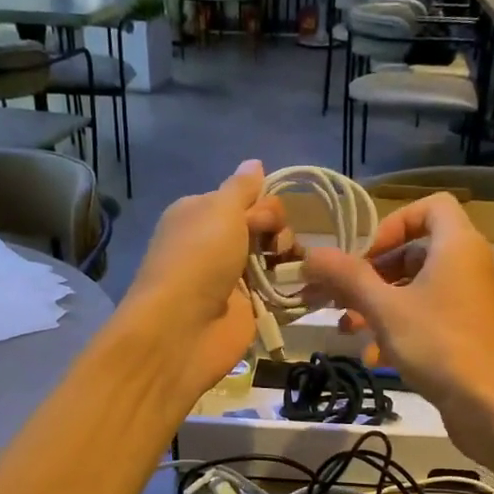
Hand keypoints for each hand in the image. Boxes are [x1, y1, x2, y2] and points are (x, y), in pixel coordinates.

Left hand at [123, 159, 288, 400]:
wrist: (182, 329)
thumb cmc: (198, 259)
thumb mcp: (220, 209)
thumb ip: (242, 188)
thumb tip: (255, 163)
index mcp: (200, 215)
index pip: (244, 199)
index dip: (263, 205)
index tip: (264, 220)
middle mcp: (215, 245)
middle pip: (263, 228)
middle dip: (278, 231)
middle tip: (275, 247)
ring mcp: (232, 280)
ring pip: (273, 259)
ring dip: (289, 259)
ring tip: (293, 269)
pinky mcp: (247, 311)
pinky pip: (278, 293)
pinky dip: (294, 289)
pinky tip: (310, 287)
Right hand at [301, 194, 493, 448]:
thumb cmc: (441, 346)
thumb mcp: (386, 309)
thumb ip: (347, 279)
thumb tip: (310, 255)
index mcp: (456, 246)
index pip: (430, 207)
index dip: (392, 223)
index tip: (364, 255)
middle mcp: (465, 267)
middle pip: (413, 253)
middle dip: (371, 274)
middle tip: (336, 295)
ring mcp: (466, 304)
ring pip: (414, 291)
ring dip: (376, 306)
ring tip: (345, 328)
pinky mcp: (463, 336)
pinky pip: (424, 320)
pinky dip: (396, 332)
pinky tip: (371, 358)